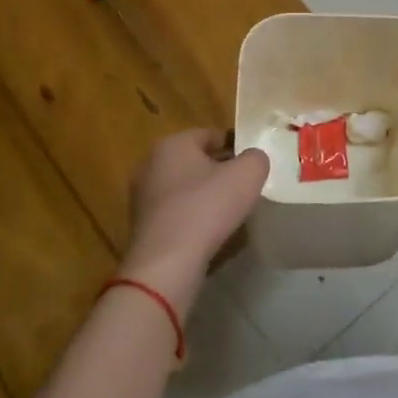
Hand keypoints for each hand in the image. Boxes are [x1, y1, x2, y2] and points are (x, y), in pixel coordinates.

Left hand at [120, 130, 269, 313]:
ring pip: (184, 187)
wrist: (167, 263)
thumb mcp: (248, 174)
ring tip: (228, 211)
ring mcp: (142, 196)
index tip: (252, 165)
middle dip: (218, 171)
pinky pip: (175, 212)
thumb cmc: (207, 207)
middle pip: (195, 161)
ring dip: (204, 195)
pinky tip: (208, 231)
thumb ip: (256, 158)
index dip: (235, 147)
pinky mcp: (141, 225)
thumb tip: (252, 160)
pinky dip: (191, 216)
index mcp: (173, 143)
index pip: (210, 135)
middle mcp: (151, 163)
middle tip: (243, 187)